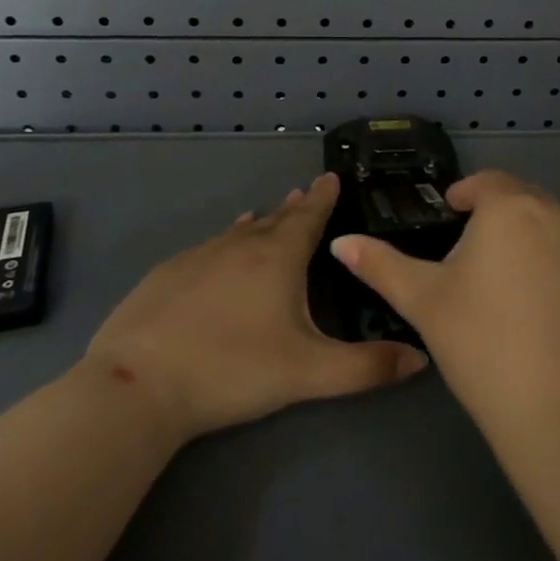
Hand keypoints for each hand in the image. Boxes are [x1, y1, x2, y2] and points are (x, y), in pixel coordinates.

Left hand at [83, 172, 426, 441]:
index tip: (331, 177)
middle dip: (295, 207)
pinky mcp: (168, 272)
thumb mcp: (308, 374)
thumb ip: (366, 367)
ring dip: (260, 222)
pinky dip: (227, 240)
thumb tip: (420, 358)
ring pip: (240, 231)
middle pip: (275, 219)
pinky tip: (222, 246)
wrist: (139, 383)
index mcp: (278, 257)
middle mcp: (241, 244)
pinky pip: (210, 245)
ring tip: (269, 214)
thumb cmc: (233, 370)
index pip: (309, 217)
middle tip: (306, 192)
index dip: (323, 198)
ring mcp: (201, 255)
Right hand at [331, 171, 559, 447]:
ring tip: (490, 272)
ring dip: (518, 231)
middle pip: (517, 196)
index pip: (484, 182)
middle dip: (490, 210)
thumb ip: (380, 264)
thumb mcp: (423, 300)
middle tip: (462, 244)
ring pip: (543, 222)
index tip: (445, 213)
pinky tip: (525, 300)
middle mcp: (552, 213)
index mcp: (509, 207)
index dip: (462, 193)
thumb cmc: (482, 342)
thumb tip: (340, 241)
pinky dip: (542, 257)